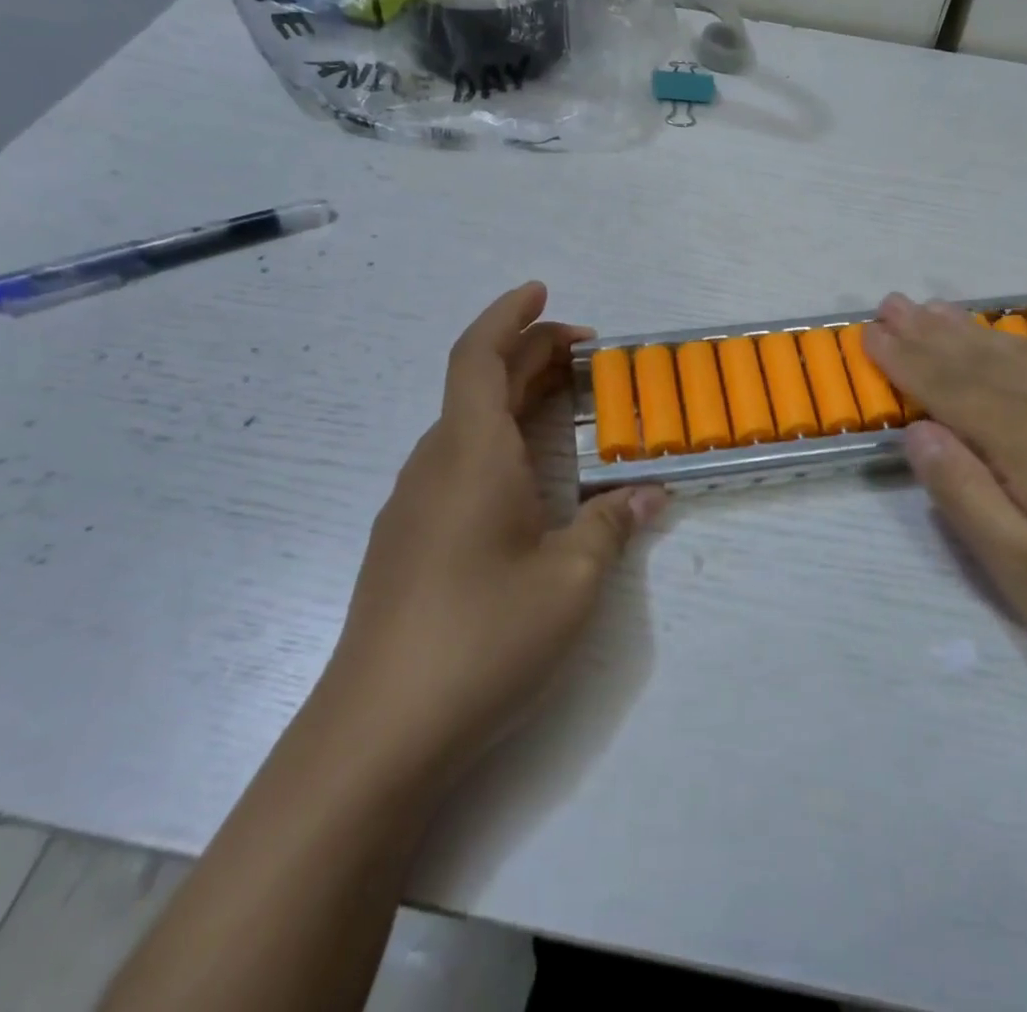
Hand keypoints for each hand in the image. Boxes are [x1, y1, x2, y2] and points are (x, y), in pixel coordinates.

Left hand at [328, 282, 667, 784]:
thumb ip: (612, 527)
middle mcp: (435, 466)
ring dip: (514, 399)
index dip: (510, 315)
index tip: (543, 291)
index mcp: (471, 455)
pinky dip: (497, 441)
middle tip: (588, 355)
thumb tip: (650, 495)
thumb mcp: (570, 582)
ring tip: (565, 406)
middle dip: (530, 354)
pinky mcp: (407, 541)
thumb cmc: (482, 638)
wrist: (376, 734)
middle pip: (477, 384)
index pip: (479, 357)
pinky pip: (457, 462)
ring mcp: (413, 505)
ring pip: (466, 425)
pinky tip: (528, 478)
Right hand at [863, 270, 1026, 713]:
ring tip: (937, 303)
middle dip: (928, 333)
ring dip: (976, 325)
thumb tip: (919, 433)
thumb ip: (967, 498)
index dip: (903, 362)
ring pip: (1025, 349)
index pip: (947, 390)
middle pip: (980, 360)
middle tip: (890, 302)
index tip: (868, 333)